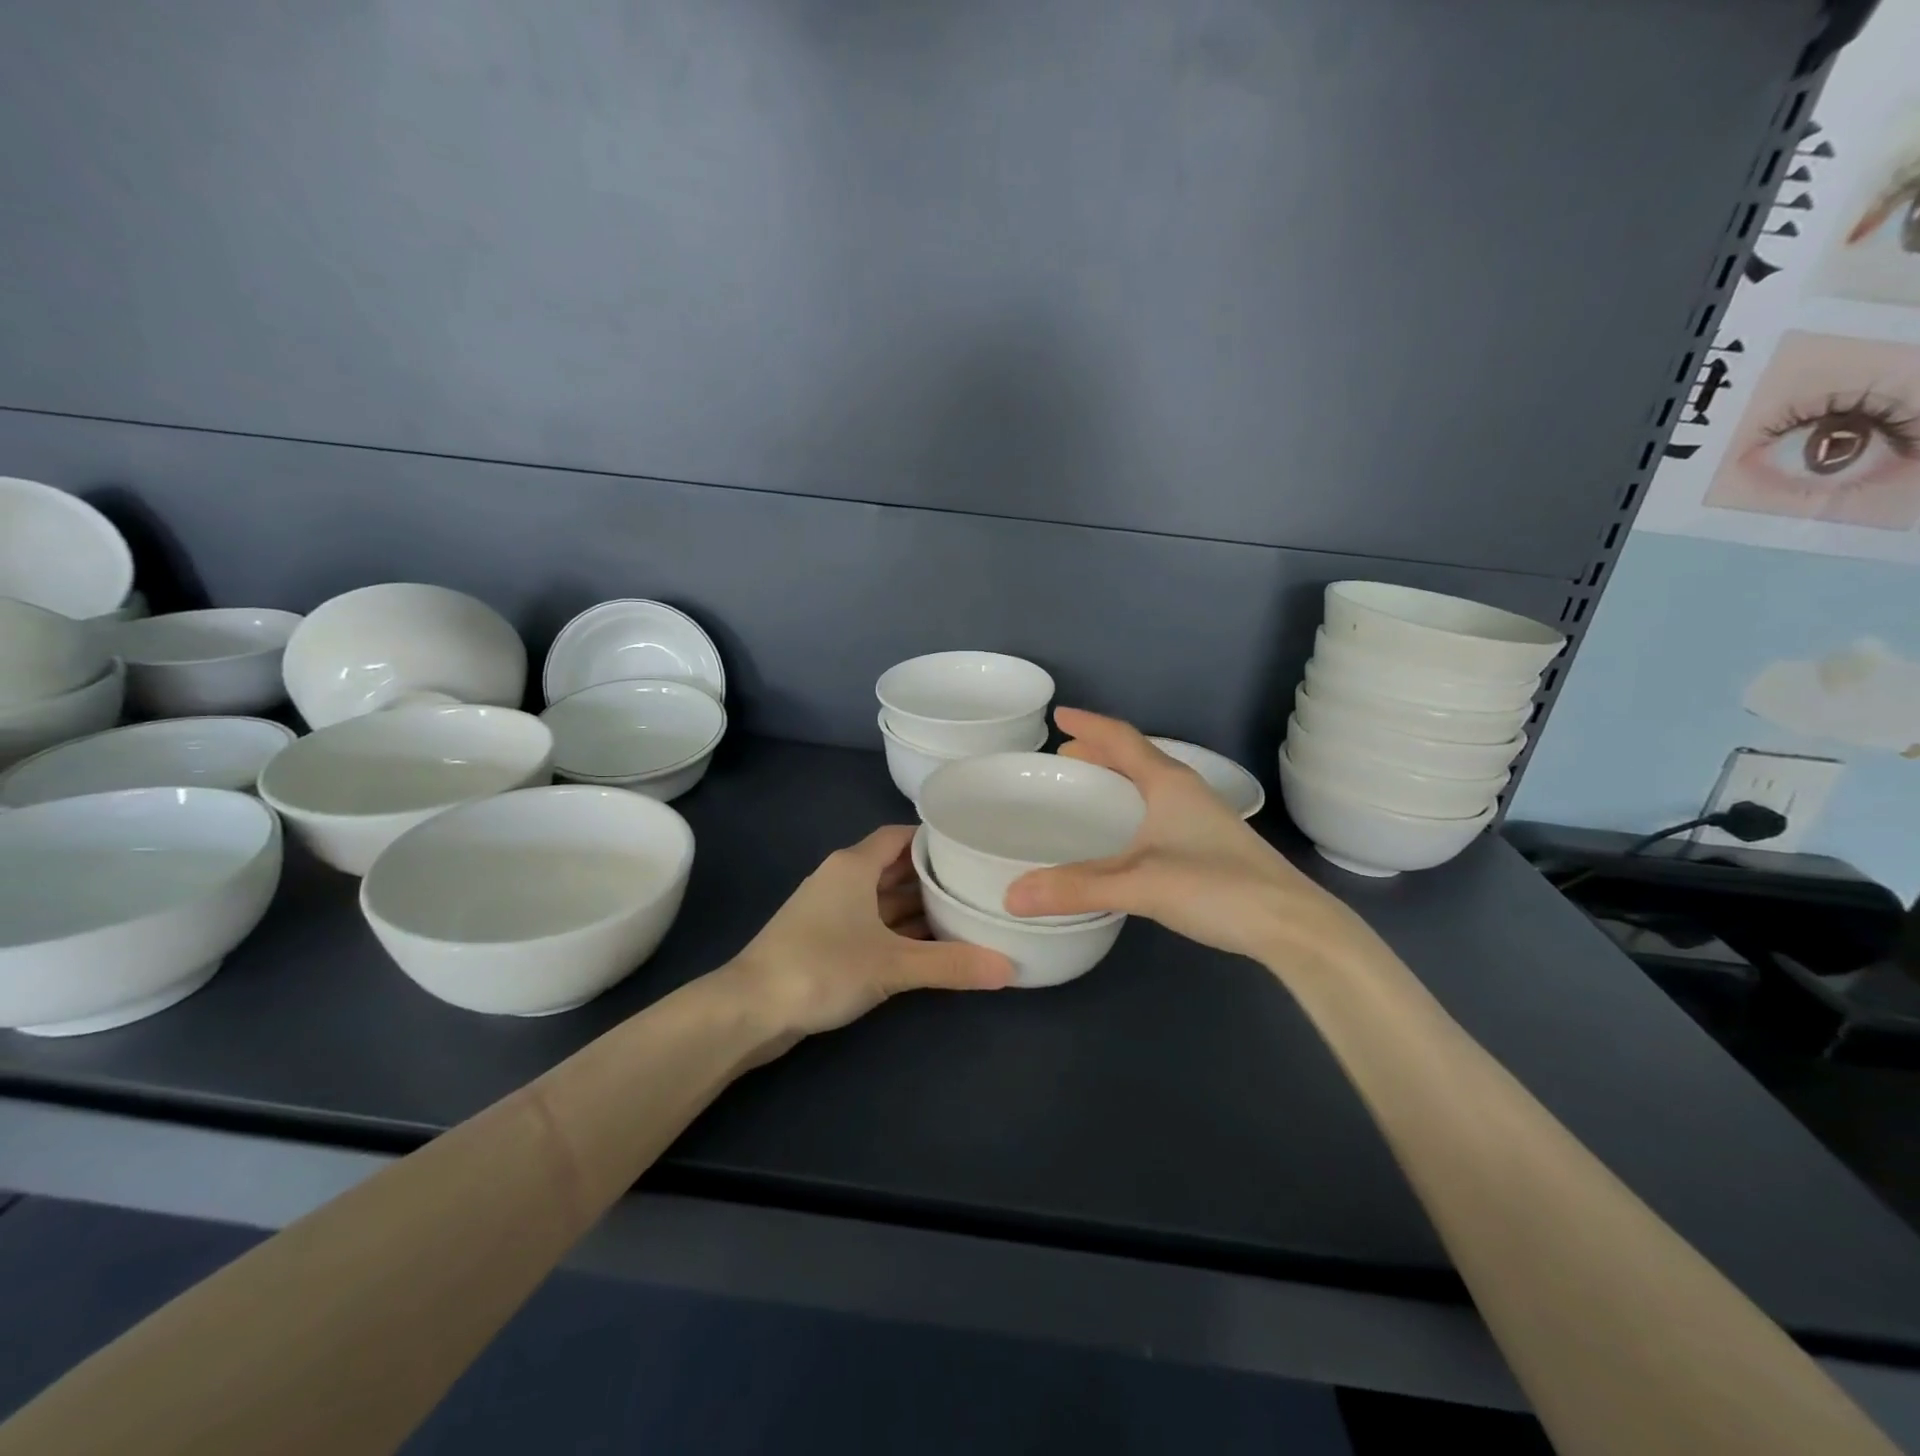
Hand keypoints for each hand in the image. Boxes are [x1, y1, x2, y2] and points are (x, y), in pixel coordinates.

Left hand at [727, 825, 1013, 1039]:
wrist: (749, 1009)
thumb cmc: (821, 967)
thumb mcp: (893, 964)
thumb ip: (951, 965)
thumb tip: (1009, 969)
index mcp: (853, 865)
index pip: (900, 836)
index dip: (934, 839)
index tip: (972, 847)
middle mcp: (842, 879)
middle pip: (895, 866)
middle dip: (933, 876)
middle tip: (979, 884)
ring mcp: (831, 911)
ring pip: (883, 898)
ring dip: (917, 907)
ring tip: (964, 914)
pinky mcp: (825, 941)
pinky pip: (872, 924)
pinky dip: (899, 930)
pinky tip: (929, 945)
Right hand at [1004, 709, 1370, 963]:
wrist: (1292, 925)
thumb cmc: (1216, 887)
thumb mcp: (1139, 884)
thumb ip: (1076, 888)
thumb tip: (1012, 895)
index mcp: (1169, 783)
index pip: (1122, 739)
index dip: (1089, 725)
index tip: (1058, 714)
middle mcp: (1187, 792)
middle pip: (1137, 758)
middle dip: (1099, 752)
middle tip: (1065, 756)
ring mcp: (1203, 819)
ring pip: (1151, 785)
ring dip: (1118, 779)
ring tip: (1088, 788)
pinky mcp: (1211, 846)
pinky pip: (1160, 810)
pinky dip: (1132, 808)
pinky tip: (1125, 835)